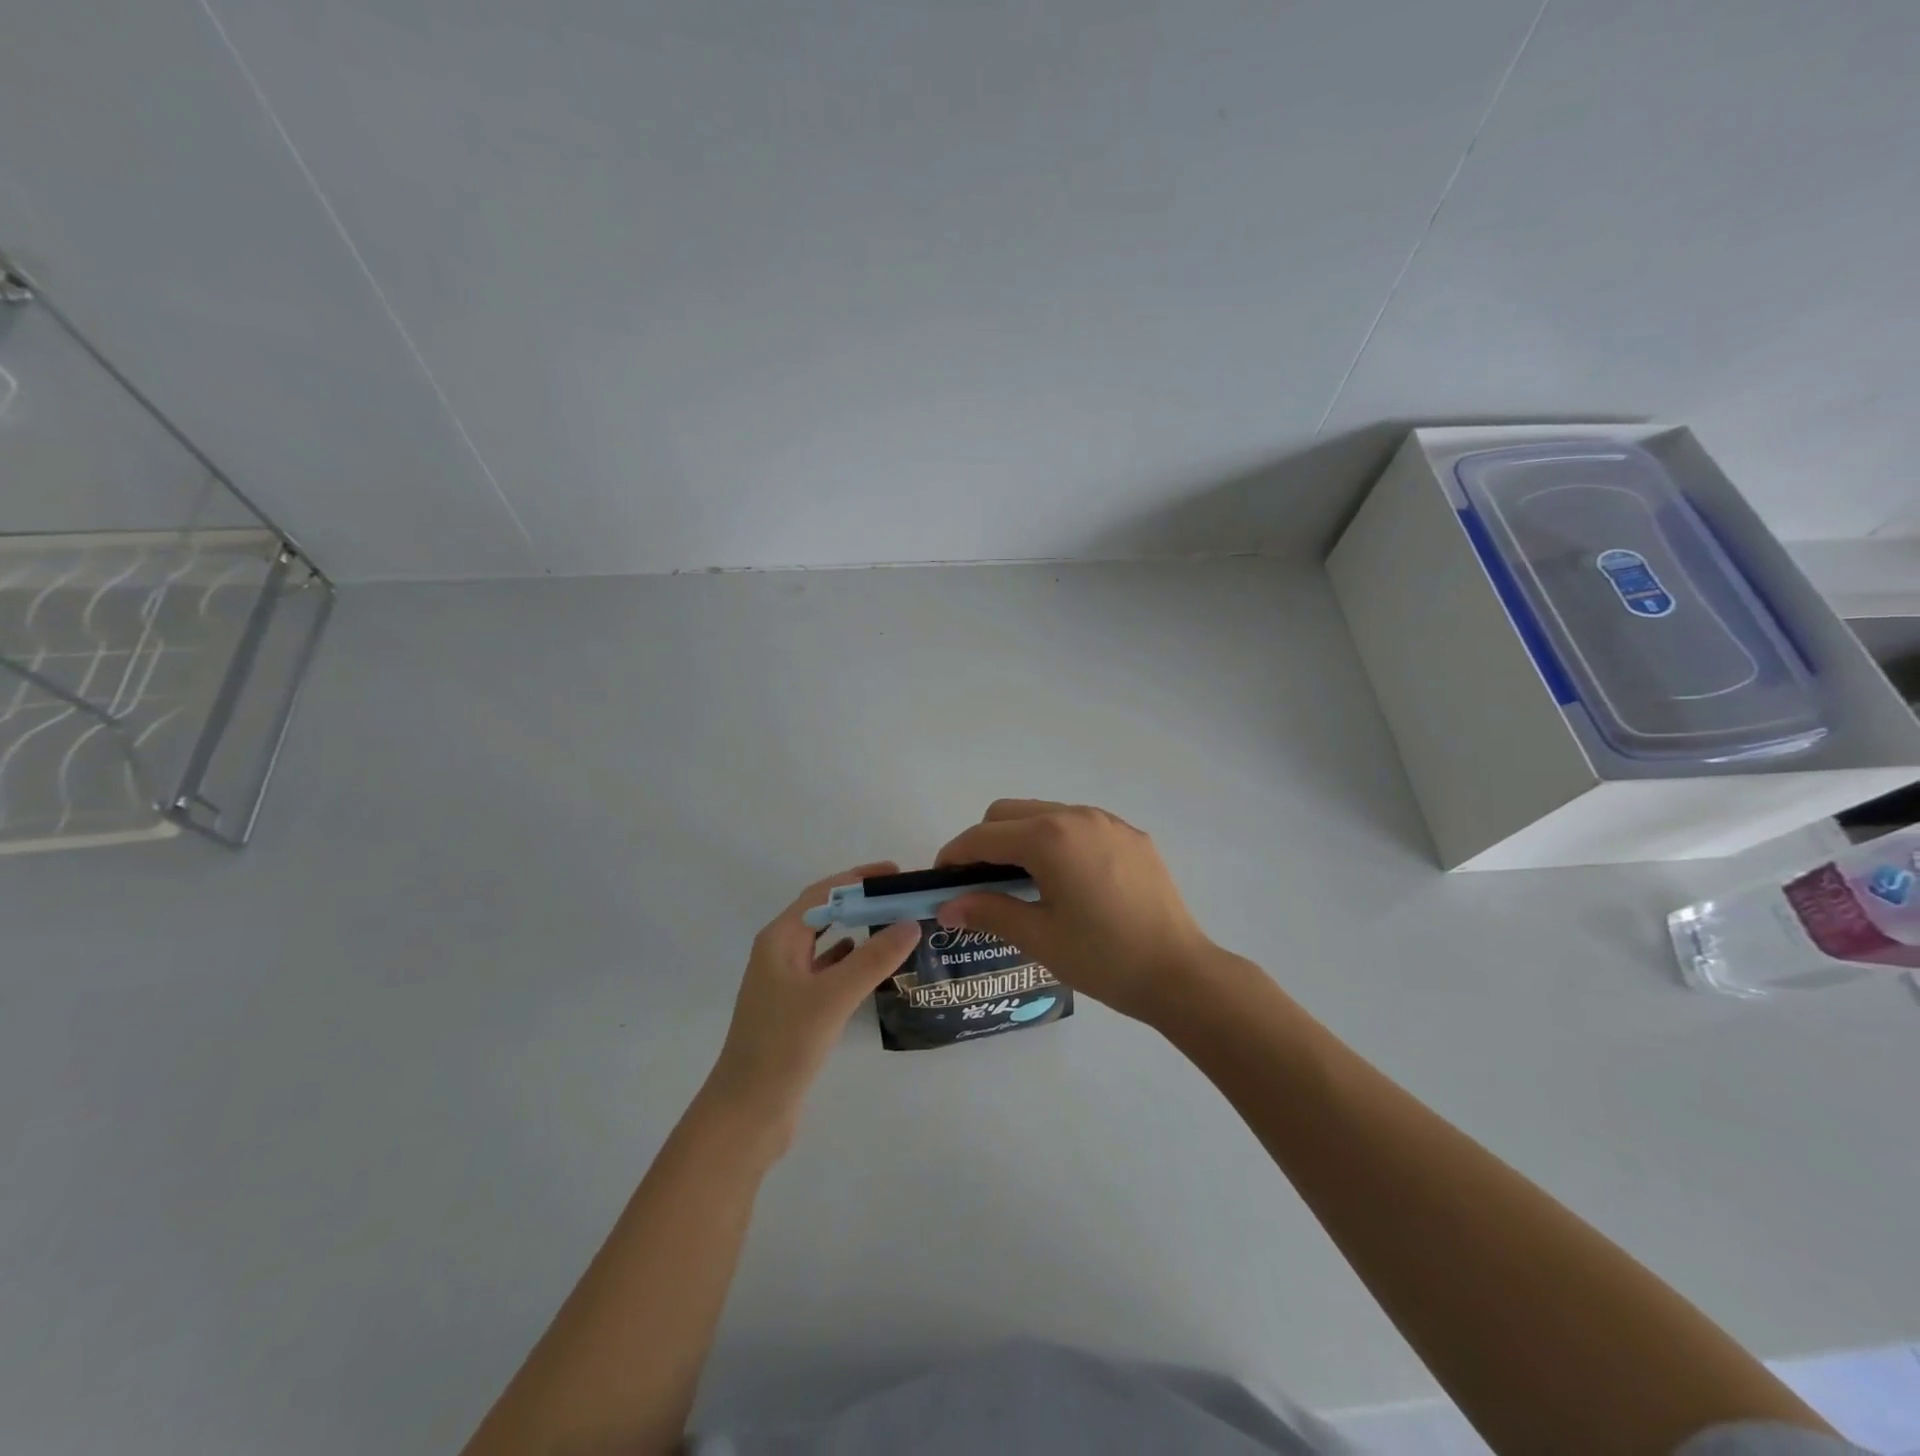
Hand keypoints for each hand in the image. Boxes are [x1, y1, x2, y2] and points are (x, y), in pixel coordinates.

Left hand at [704, 863, 920, 1149]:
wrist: (748, 1112)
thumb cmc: (784, 1045)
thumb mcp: (832, 996)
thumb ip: (873, 958)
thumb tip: (911, 923)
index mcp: (780, 939)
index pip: (823, 893)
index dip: (858, 879)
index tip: (897, 874)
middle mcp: (780, 953)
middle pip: (825, 913)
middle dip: (861, 902)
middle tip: (903, 899)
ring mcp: (786, 982)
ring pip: (827, 944)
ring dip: (858, 930)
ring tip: (897, 926)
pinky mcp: (795, 1009)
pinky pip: (828, 971)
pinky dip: (852, 961)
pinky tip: (874, 966)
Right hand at [934, 801, 1219, 1023]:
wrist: (1180, 973)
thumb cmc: (1103, 958)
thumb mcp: (1038, 938)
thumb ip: (987, 911)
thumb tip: (946, 906)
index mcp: (1049, 838)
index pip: (984, 836)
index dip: (955, 855)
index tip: (942, 881)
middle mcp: (1076, 816)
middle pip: (1010, 812)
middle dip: (986, 841)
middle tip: (981, 884)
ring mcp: (1108, 822)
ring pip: (1045, 814)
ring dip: (1022, 839)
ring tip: (1025, 883)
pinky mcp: (1131, 835)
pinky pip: (1079, 825)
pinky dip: (1058, 842)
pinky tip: (1069, 882)